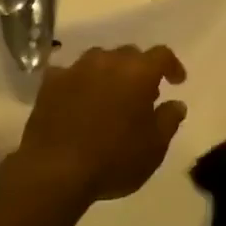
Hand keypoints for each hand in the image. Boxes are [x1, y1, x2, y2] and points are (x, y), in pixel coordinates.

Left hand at [16, 45, 187, 203]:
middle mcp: (107, 62)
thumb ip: (169, 120)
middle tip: (142, 94)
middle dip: (139, 69)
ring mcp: (75, 70)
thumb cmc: (114, 159)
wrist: (55, 171)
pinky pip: (69, 73)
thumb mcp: (154, 147)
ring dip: (108, 72)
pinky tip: (77, 99)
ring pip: (98, 60)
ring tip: (109, 95)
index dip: (172, 66)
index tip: (176, 82)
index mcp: (138, 73)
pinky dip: (78, 82)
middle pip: (129, 54)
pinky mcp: (49, 83)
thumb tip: (176, 104)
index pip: (161, 55)